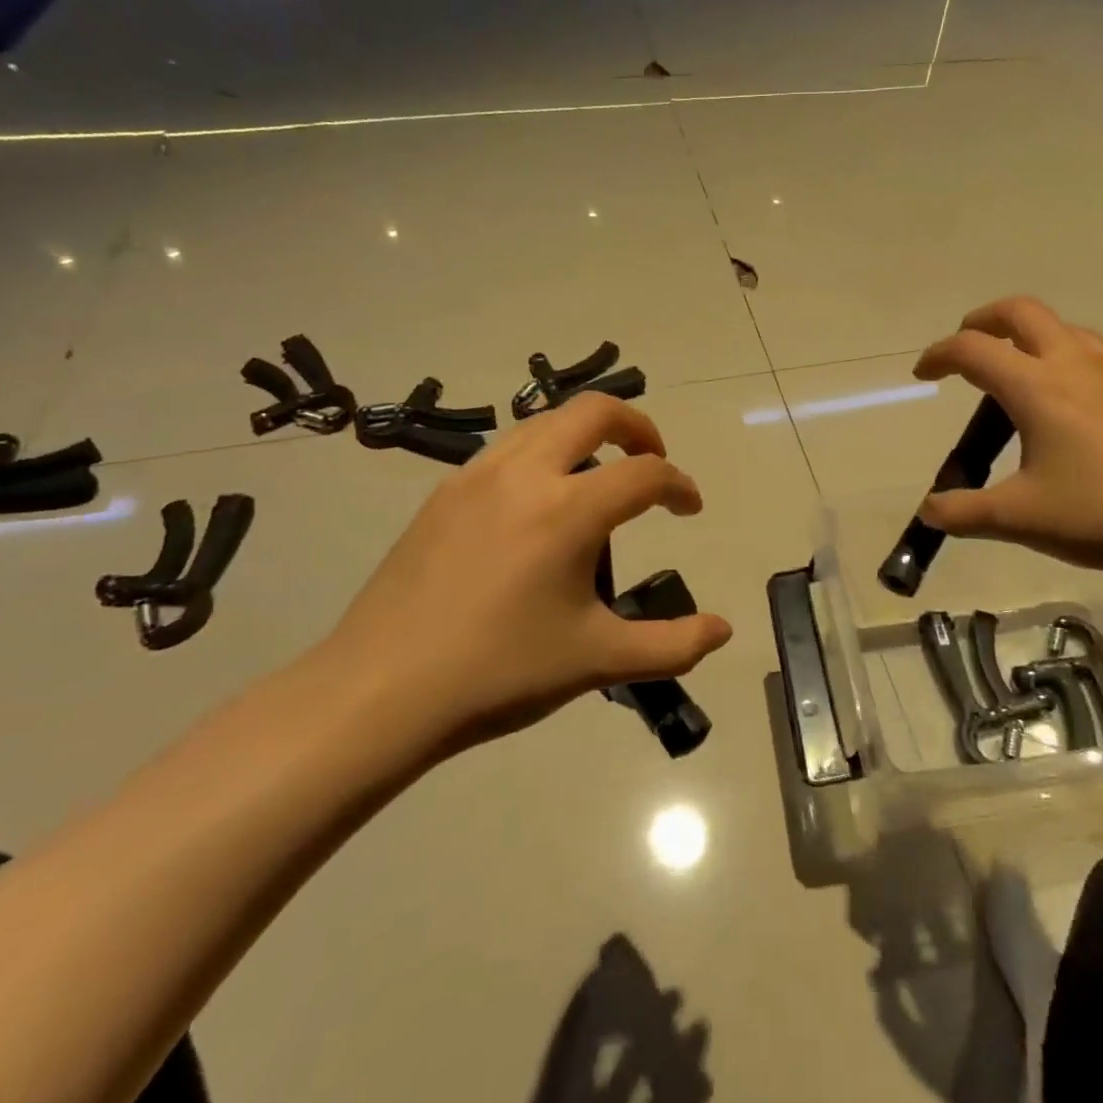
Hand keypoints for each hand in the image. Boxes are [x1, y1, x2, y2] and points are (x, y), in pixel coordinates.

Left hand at [309, 393, 732, 756]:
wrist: (380, 691)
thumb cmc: (499, 672)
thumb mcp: (598, 661)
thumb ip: (672, 645)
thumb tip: (722, 631)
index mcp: (568, 510)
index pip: (645, 473)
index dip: (679, 485)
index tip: (690, 509)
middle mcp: (524, 474)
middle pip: (594, 412)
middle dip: (638, 426)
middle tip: (652, 461)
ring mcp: (476, 476)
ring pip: (545, 422)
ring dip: (586, 435)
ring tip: (598, 478)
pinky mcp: (444, 492)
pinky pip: (507, 448)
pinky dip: (543, 453)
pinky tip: (538, 504)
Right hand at [913, 297, 1102, 577]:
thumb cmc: (1101, 515)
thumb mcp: (1019, 519)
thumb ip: (963, 512)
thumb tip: (929, 511)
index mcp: (1038, 387)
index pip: (973, 349)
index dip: (939, 354)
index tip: (924, 374)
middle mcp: (1076, 362)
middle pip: (1020, 312)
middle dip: (984, 320)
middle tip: (967, 347)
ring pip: (1064, 328)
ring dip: (1029, 337)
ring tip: (1020, 375)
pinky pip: (1099, 351)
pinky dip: (1069, 356)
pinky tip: (1076, 400)